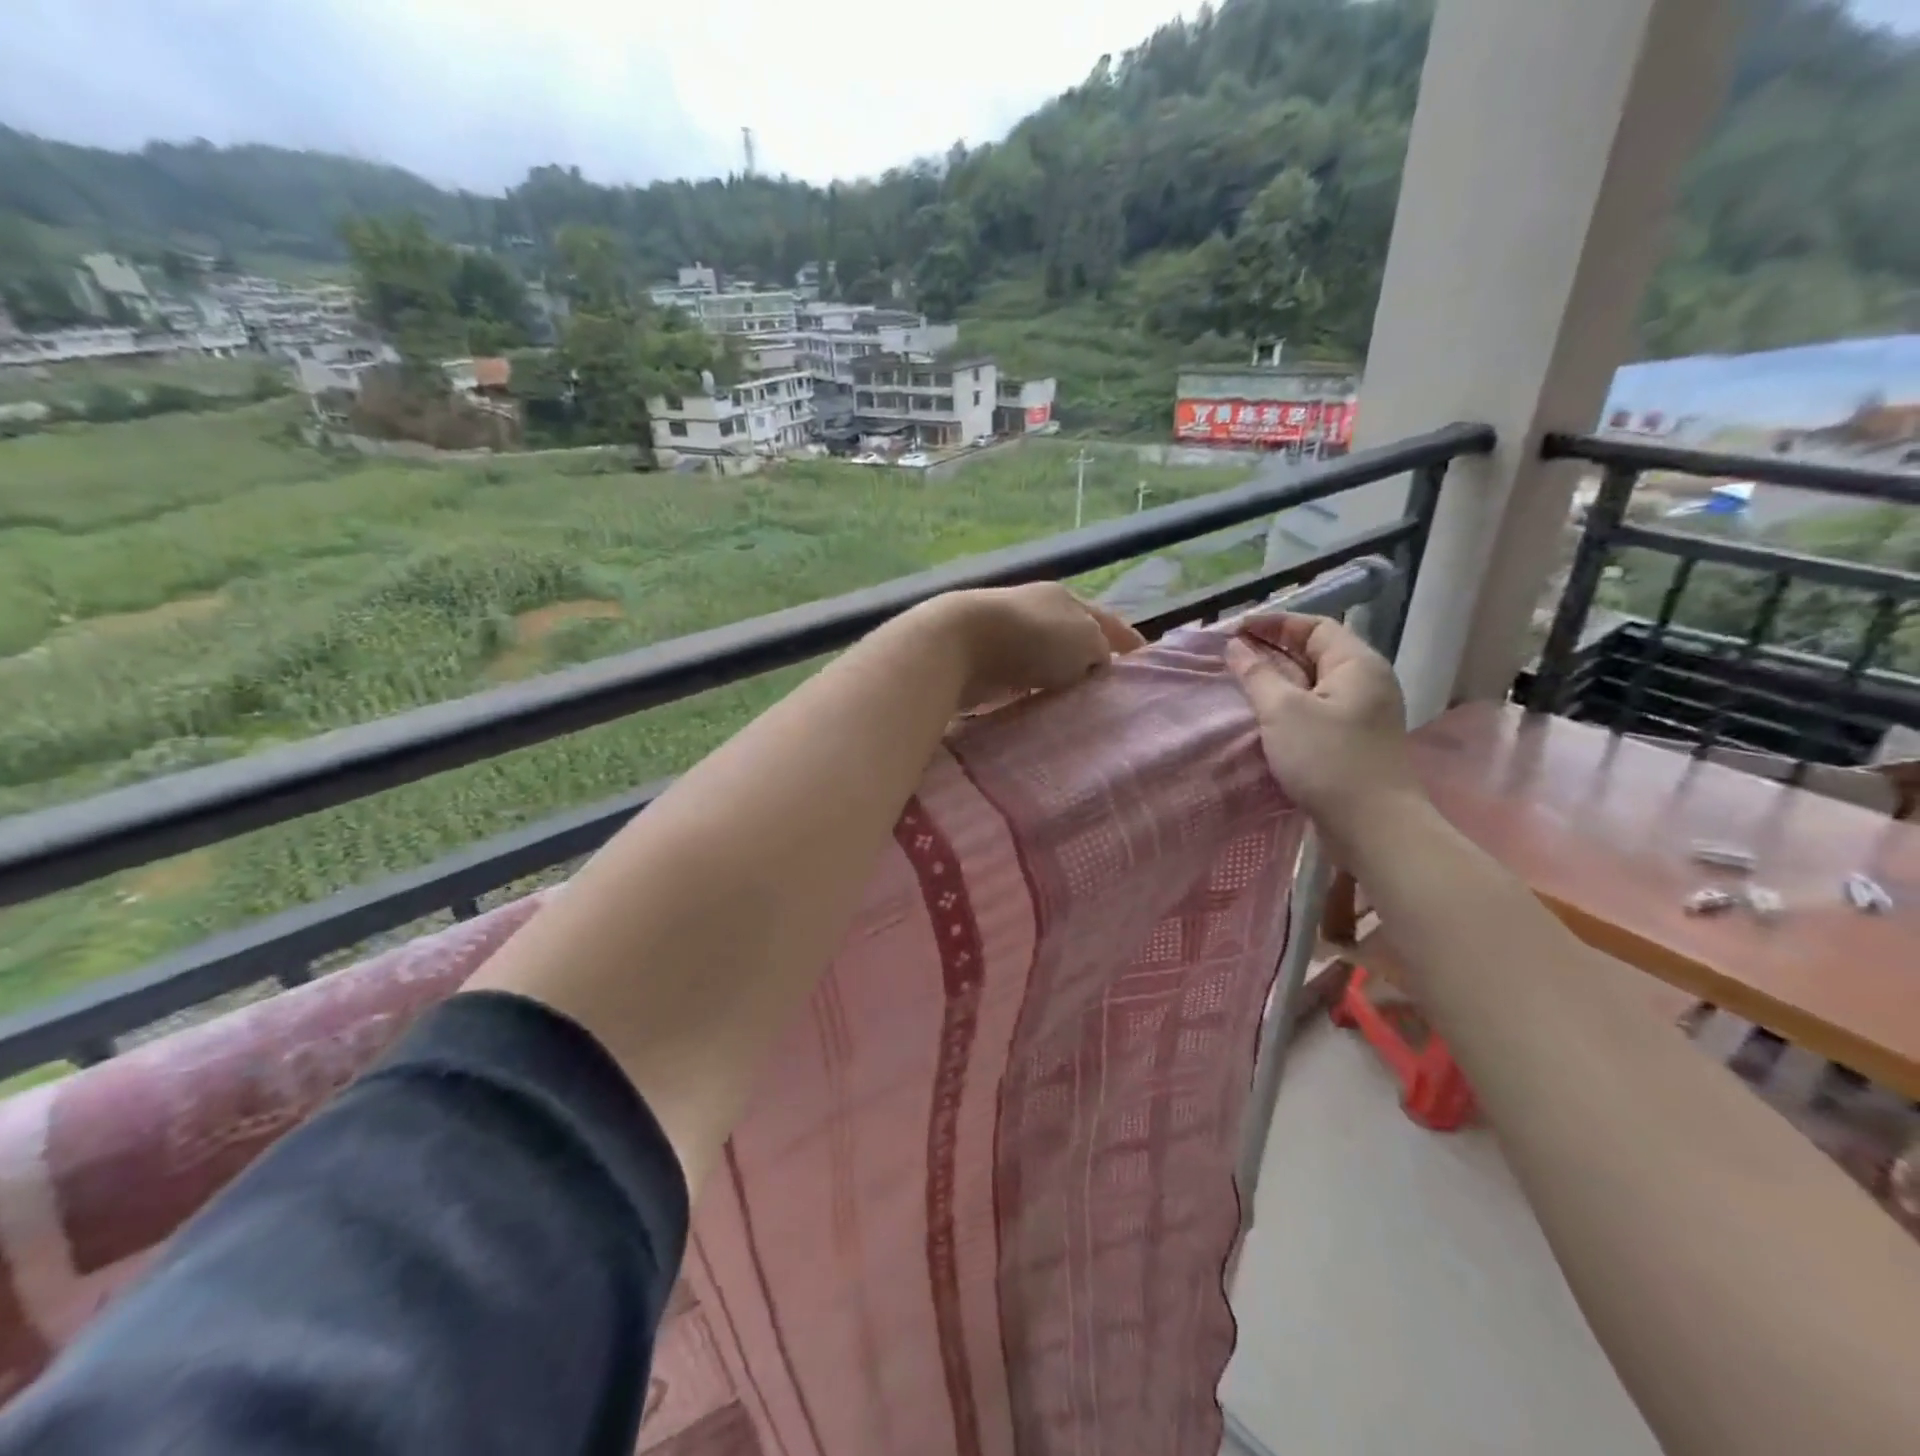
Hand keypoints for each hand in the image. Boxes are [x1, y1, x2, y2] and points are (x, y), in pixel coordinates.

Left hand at [931, 583, 1143, 708]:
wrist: (958, 645)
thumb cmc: (1031, 638)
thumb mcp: (1085, 639)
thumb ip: (1101, 650)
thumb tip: (1095, 663)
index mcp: (1066, 599)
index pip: (1107, 621)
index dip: (1128, 641)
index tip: (1145, 663)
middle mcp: (1037, 613)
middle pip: (1074, 640)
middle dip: (1091, 663)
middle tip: (1111, 694)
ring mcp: (1008, 638)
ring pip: (1047, 664)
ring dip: (1060, 682)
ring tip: (1079, 710)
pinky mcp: (985, 665)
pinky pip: (1021, 684)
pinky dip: (1033, 695)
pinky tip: (1042, 712)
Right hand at [1224, 612, 1425, 846]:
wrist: (1373, 826)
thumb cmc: (1327, 760)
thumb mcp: (1282, 712)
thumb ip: (1256, 675)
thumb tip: (1236, 647)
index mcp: (1357, 664)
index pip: (1313, 627)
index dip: (1273, 624)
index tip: (1234, 630)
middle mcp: (1366, 682)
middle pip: (1315, 652)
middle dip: (1273, 649)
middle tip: (1232, 655)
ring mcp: (1362, 713)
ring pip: (1314, 682)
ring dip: (1278, 678)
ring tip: (1241, 682)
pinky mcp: (1353, 740)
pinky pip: (1316, 708)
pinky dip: (1288, 703)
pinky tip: (1263, 715)